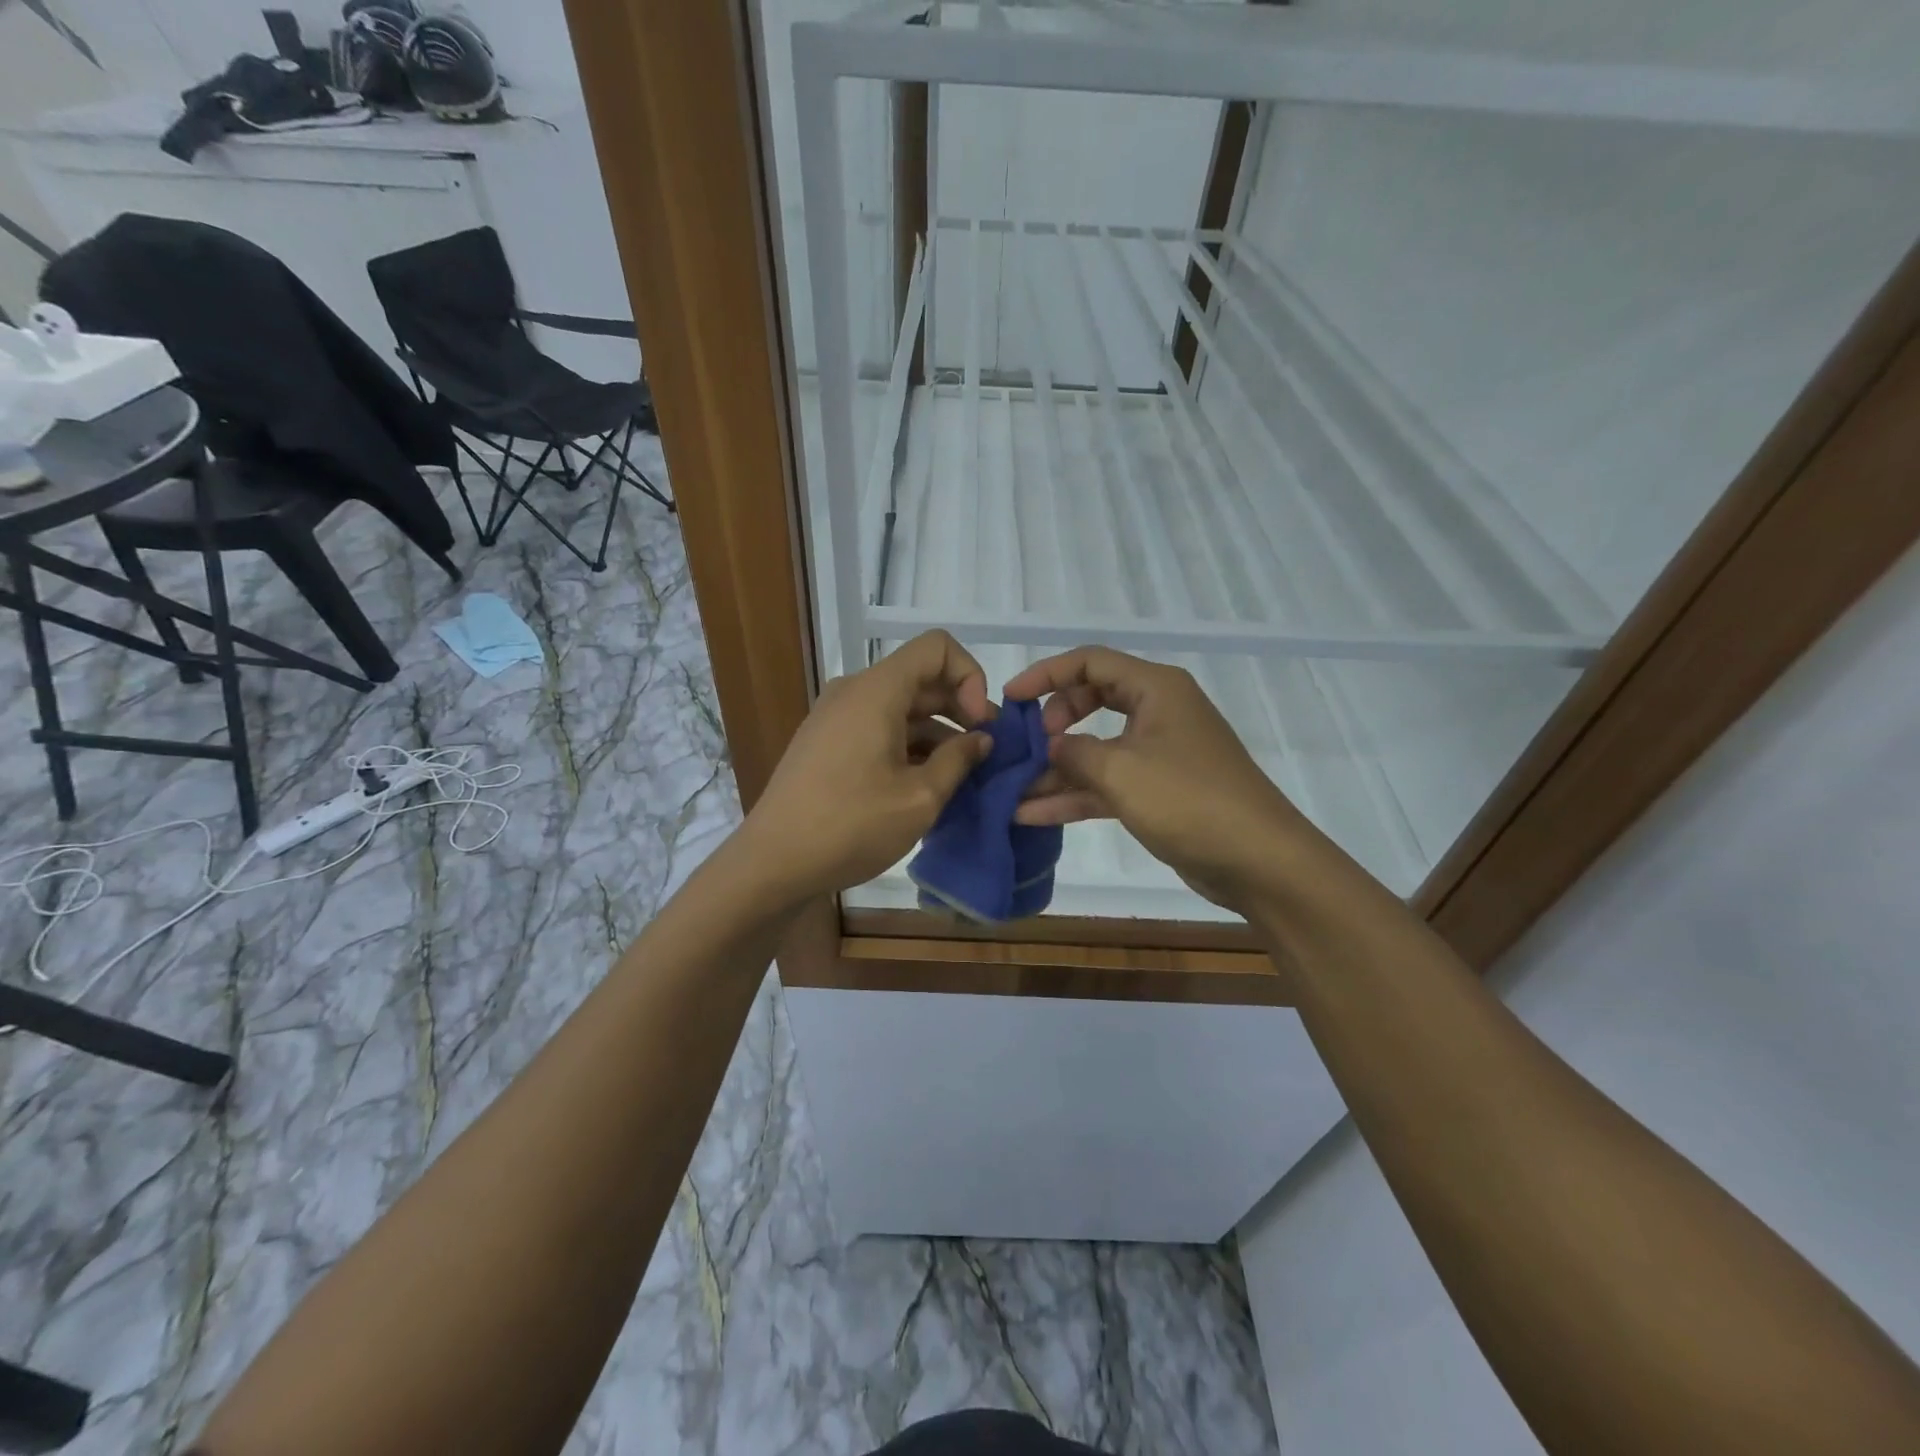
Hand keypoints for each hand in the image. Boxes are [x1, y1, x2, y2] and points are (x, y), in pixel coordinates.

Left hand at [739, 631, 993, 907]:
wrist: (772, 863)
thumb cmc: (851, 826)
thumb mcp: (919, 798)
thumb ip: (959, 760)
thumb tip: (981, 739)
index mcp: (876, 691)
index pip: (937, 647)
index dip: (970, 677)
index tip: (979, 724)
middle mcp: (854, 692)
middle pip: (920, 679)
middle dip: (959, 709)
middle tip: (985, 754)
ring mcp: (836, 717)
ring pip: (900, 707)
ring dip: (936, 734)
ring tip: (960, 778)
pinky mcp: (826, 743)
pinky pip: (878, 728)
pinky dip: (908, 746)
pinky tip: (924, 786)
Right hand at [1004, 646, 1326, 913]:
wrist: (1259, 861)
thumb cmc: (1189, 801)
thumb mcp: (1121, 772)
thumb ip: (1075, 752)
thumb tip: (1050, 747)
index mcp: (1156, 689)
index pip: (1091, 662)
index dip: (1046, 674)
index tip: (1011, 698)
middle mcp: (1158, 712)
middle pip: (1091, 700)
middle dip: (1053, 721)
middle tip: (1029, 745)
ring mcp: (1158, 754)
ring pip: (1097, 748)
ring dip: (1057, 768)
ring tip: (1012, 788)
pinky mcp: (1158, 791)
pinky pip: (1108, 783)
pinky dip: (1075, 796)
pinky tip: (1033, 815)